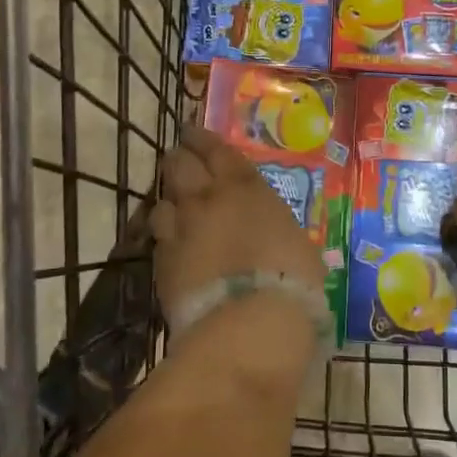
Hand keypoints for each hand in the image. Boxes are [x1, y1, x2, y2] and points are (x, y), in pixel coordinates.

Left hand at [149, 125, 325, 321]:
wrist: (249, 323)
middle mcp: (208, 199)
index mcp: (246, 188)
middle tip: (181, 160)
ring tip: (175, 206)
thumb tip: (276, 237)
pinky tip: (171, 244)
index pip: (217, 150)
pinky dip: (164, 235)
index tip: (194, 134)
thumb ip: (277, 230)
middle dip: (179, 159)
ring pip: (162, 199)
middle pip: (180, 164)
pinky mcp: (162, 261)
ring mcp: (181, 228)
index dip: (203, 139)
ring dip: (169, 199)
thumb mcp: (298, 246)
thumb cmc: (291, 280)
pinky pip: (158, 236)